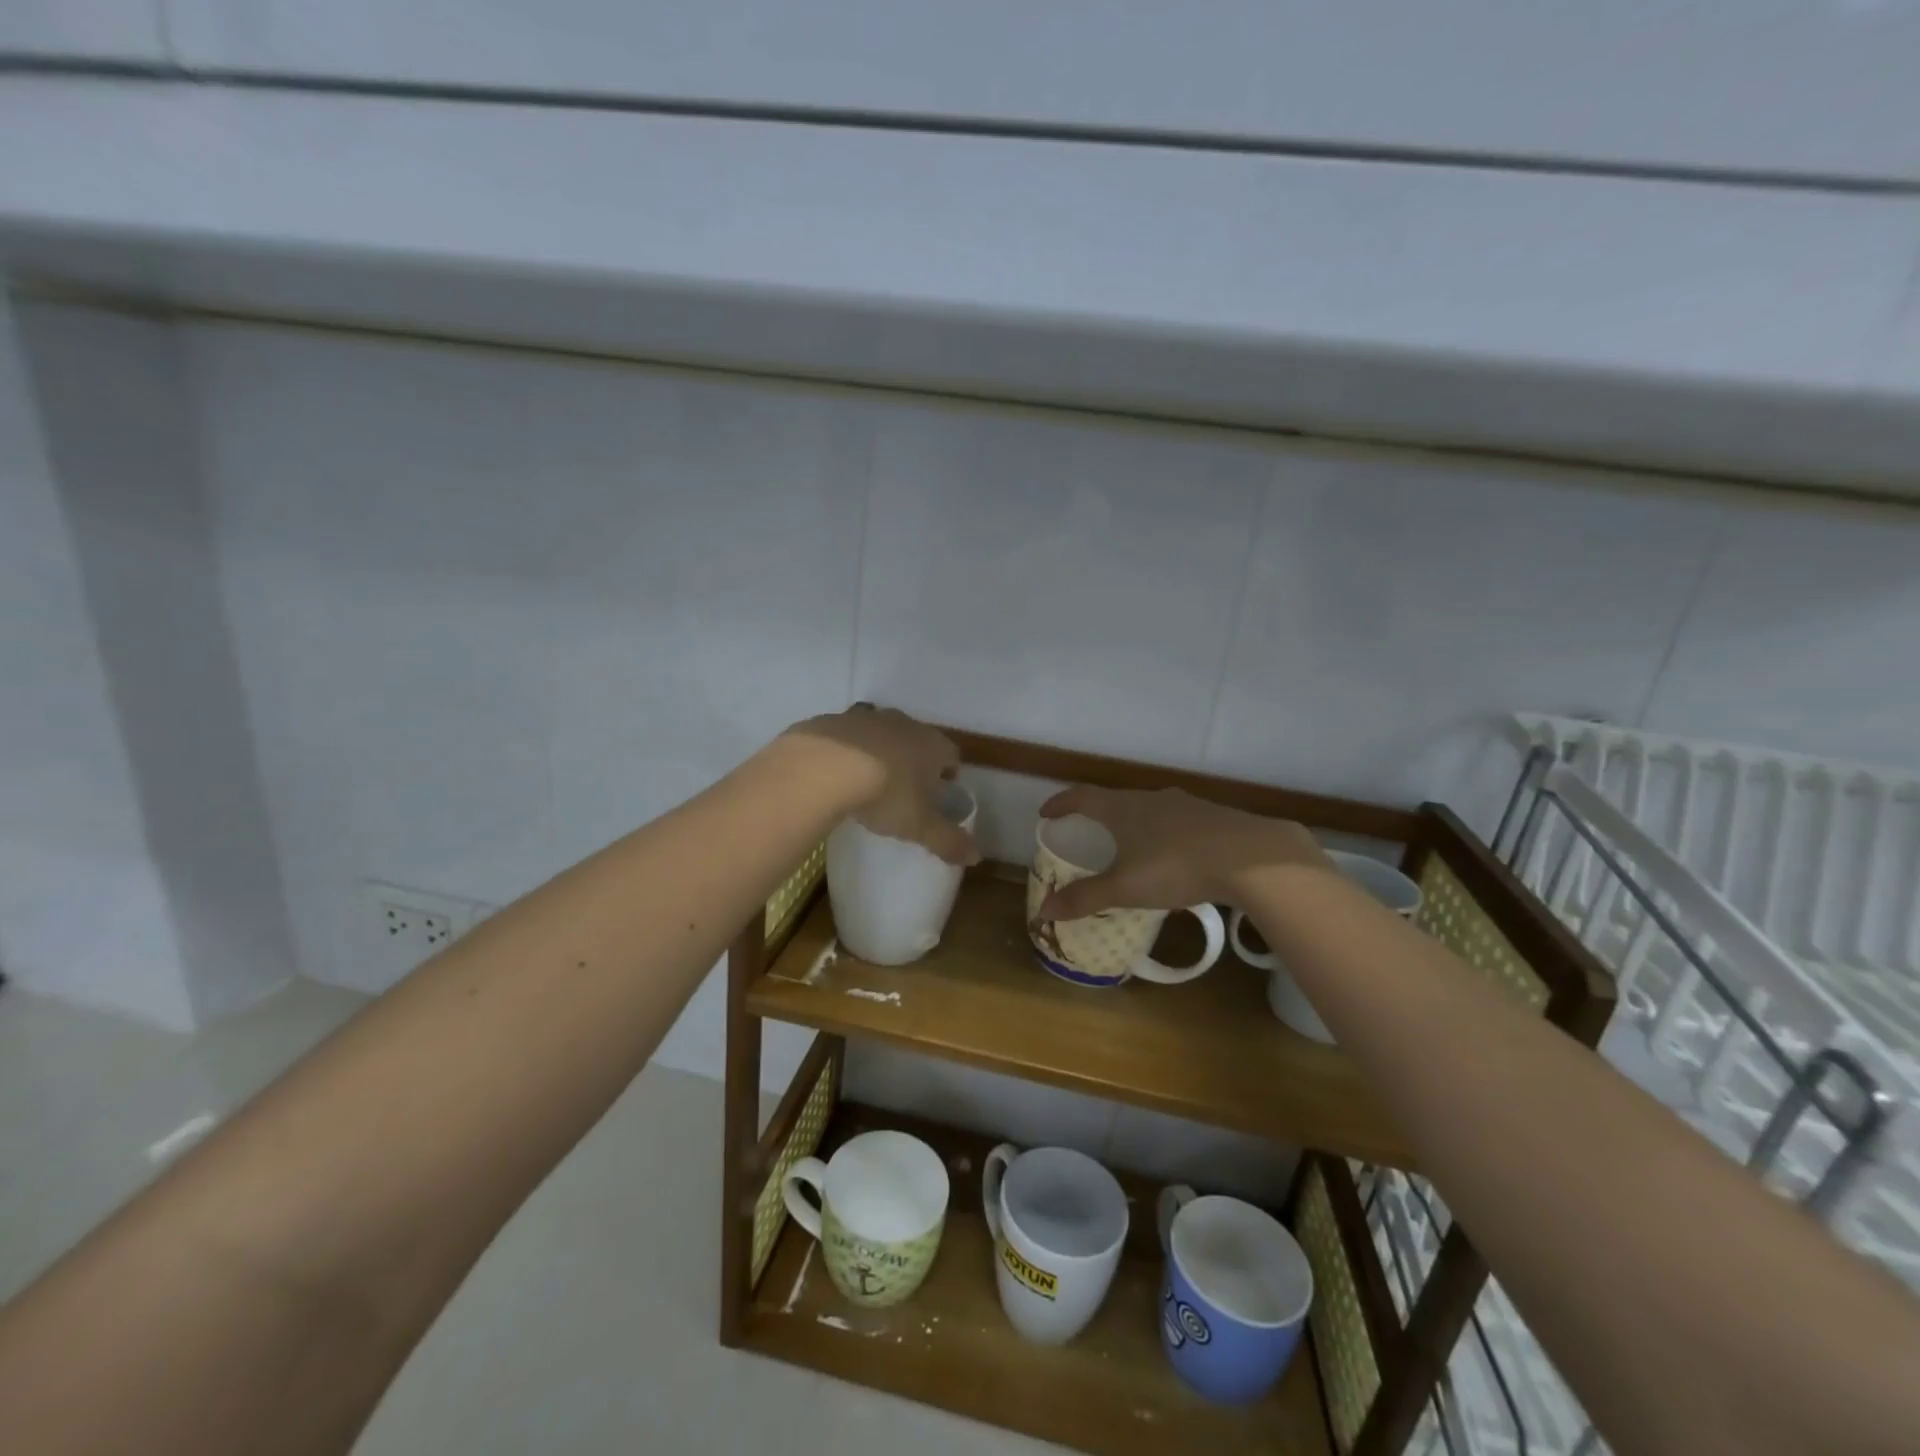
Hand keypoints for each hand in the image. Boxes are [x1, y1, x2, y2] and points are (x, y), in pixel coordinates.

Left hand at [782, 706, 978, 865]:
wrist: (823, 767)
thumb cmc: (885, 794)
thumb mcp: (919, 826)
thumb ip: (948, 841)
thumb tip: (976, 857)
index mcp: (931, 745)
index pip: (951, 755)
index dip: (949, 774)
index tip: (940, 793)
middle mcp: (903, 724)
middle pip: (917, 740)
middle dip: (914, 760)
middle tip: (905, 789)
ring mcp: (866, 718)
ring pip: (881, 733)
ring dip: (880, 751)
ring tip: (868, 780)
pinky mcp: (833, 720)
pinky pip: (846, 735)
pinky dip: (846, 750)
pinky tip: (834, 773)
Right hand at [1037, 785, 1326, 918]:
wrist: (1252, 857)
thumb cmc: (1176, 866)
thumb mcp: (1125, 888)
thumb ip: (1085, 898)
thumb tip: (1042, 909)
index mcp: (1123, 808)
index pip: (1082, 797)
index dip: (1061, 804)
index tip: (1046, 813)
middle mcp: (1152, 798)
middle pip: (1117, 801)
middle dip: (1099, 815)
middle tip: (1088, 831)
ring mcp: (1186, 804)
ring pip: (1151, 810)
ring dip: (1135, 823)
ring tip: (1132, 845)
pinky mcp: (1214, 817)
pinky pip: (1179, 822)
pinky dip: (1165, 834)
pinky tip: (1176, 855)